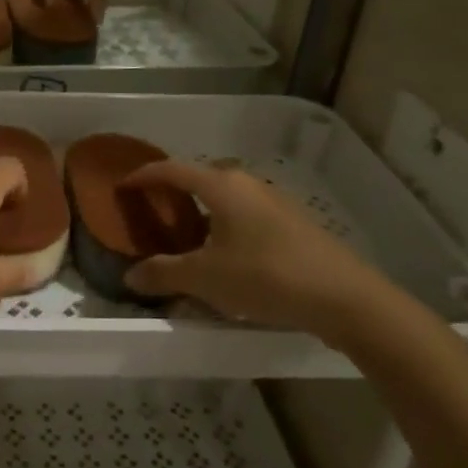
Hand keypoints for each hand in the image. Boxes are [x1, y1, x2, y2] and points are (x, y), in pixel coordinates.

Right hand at [121, 160, 404, 345]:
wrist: (345, 297)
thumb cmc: (266, 276)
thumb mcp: (205, 278)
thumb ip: (164, 273)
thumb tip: (130, 275)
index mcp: (221, 185)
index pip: (171, 169)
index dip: (143, 176)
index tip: (122, 186)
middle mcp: (247, 183)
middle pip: (200, 177)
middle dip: (173, 190)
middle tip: (152, 211)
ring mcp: (275, 201)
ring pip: (226, 196)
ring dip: (202, 209)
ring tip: (185, 235)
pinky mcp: (293, 223)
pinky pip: (245, 214)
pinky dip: (225, 224)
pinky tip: (225, 254)